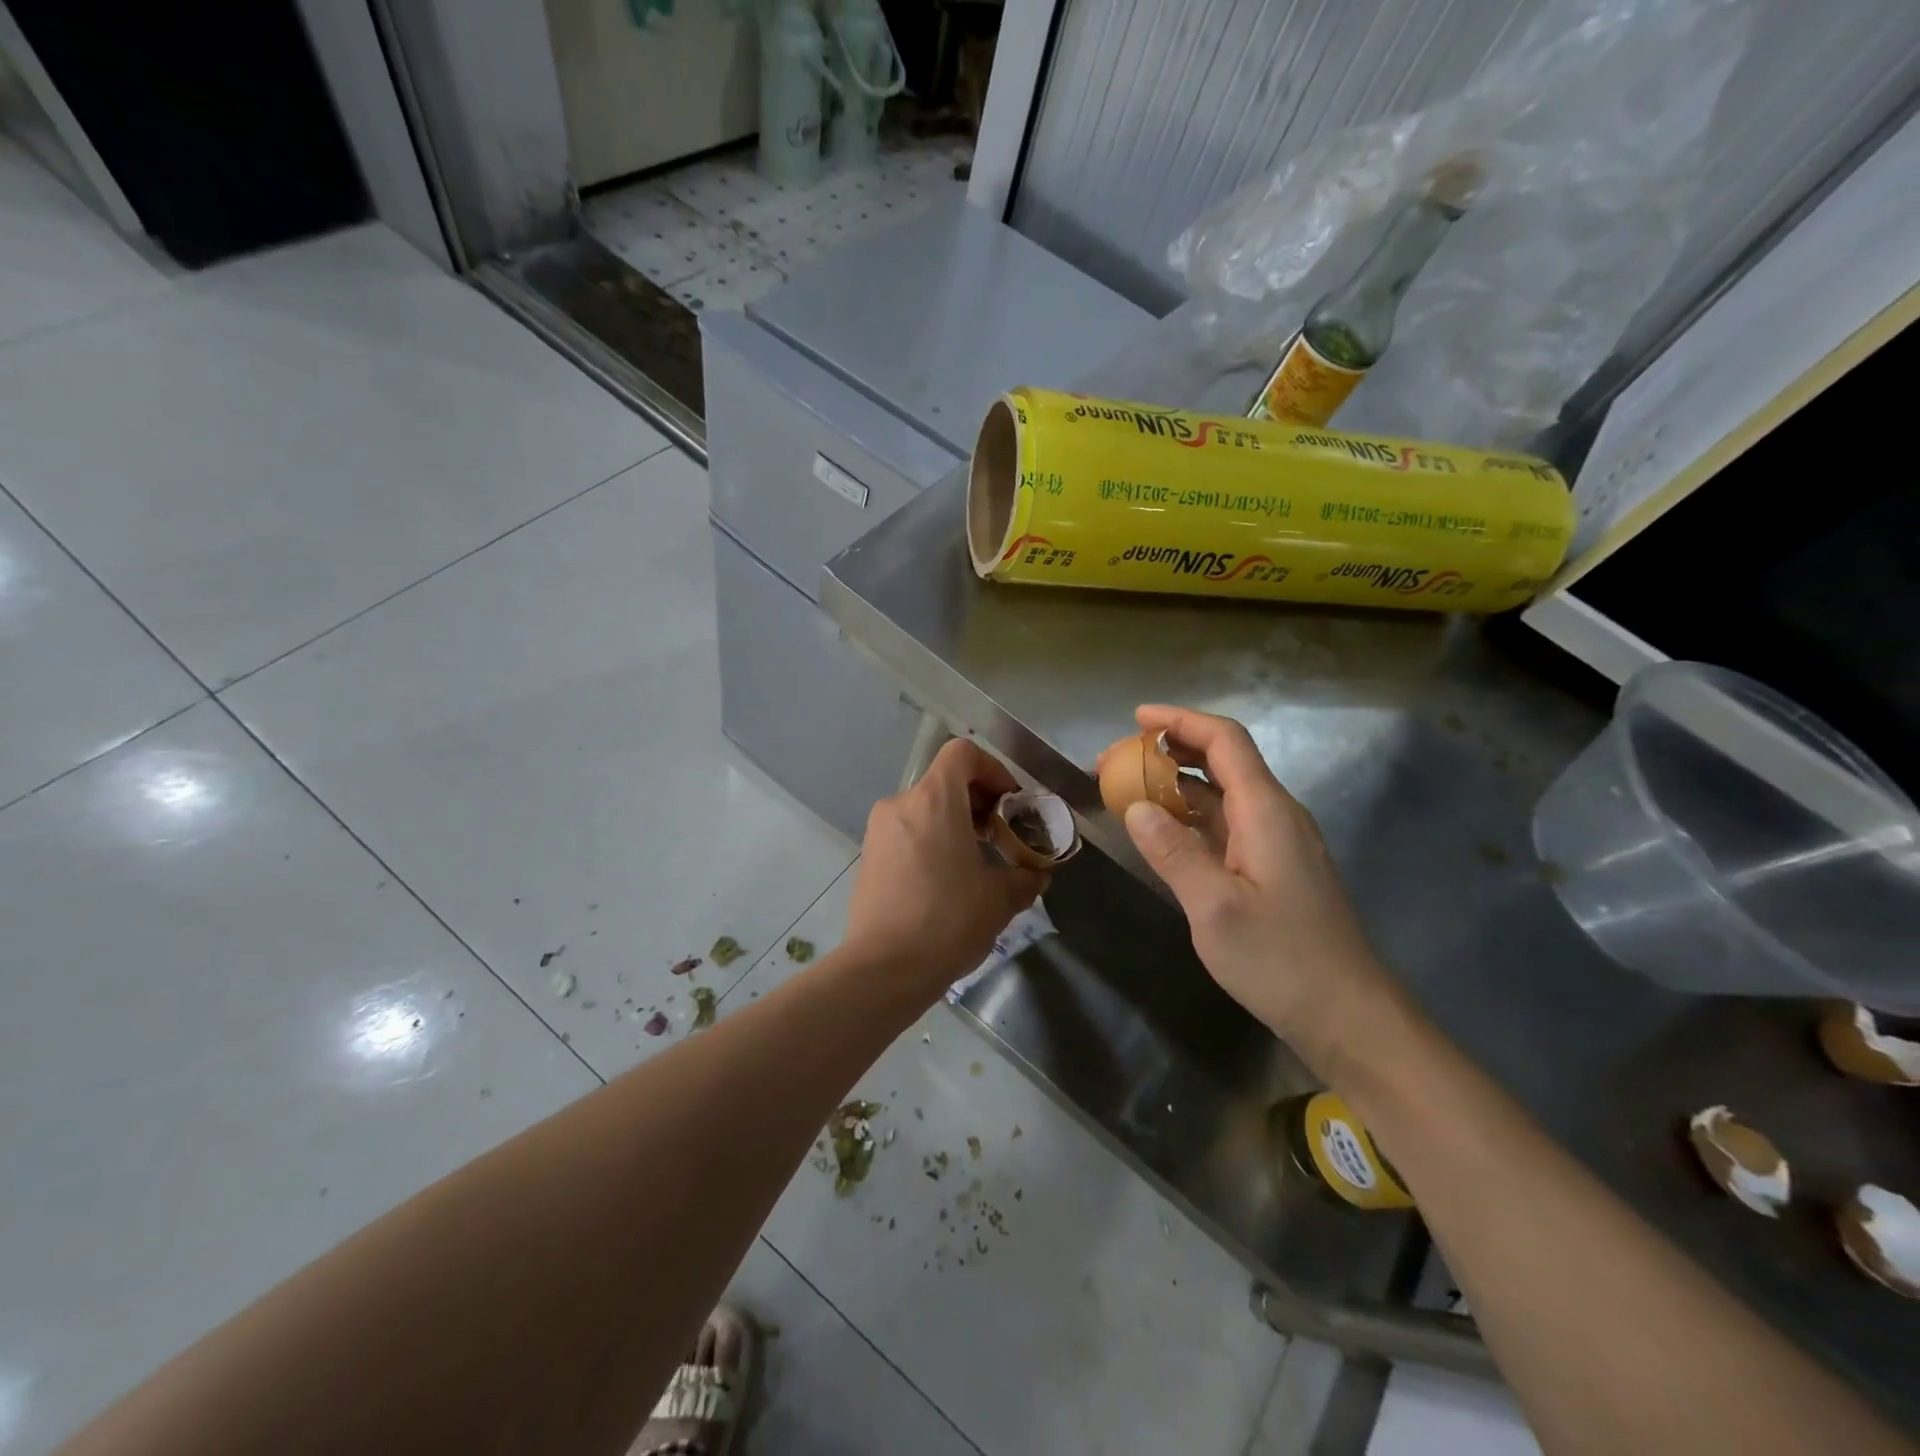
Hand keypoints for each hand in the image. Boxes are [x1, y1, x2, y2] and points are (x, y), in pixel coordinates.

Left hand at [847, 738, 1047, 996]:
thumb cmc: (948, 921)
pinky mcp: (867, 857)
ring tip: (975, 863)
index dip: (992, 768)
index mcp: (934, 801)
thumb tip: (1036, 875)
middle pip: (944, 781)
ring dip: (954, 824)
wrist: (884, 968)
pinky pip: (906, 833)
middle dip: (977, 801)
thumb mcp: (1000, 899)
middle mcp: (901, 805)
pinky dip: (930, 841)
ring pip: (924, 809)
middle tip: (1000, 836)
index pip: (962, 753)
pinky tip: (945, 881)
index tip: (1009, 803)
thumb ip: (1024, 877)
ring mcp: (879, 831)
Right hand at [1120, 705, 1390, 1061]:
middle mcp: (1277, 815)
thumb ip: (1173, 852)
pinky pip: (1229, 824)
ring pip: (1225, 794)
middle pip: (1225, 760)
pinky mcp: (1275, 869)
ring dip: (1180, 784)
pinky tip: (1165, 833)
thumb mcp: (1214, 907)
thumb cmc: (1281, 960)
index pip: (1225, 741)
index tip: (1136, 719)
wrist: (1348, 1016)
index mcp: (1267, 811)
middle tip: (1122, 760)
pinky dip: (1193, 816)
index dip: (1181, 721)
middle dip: (1173, 749)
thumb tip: (1136, 807)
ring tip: (1132, 790)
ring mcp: (1279, 843)